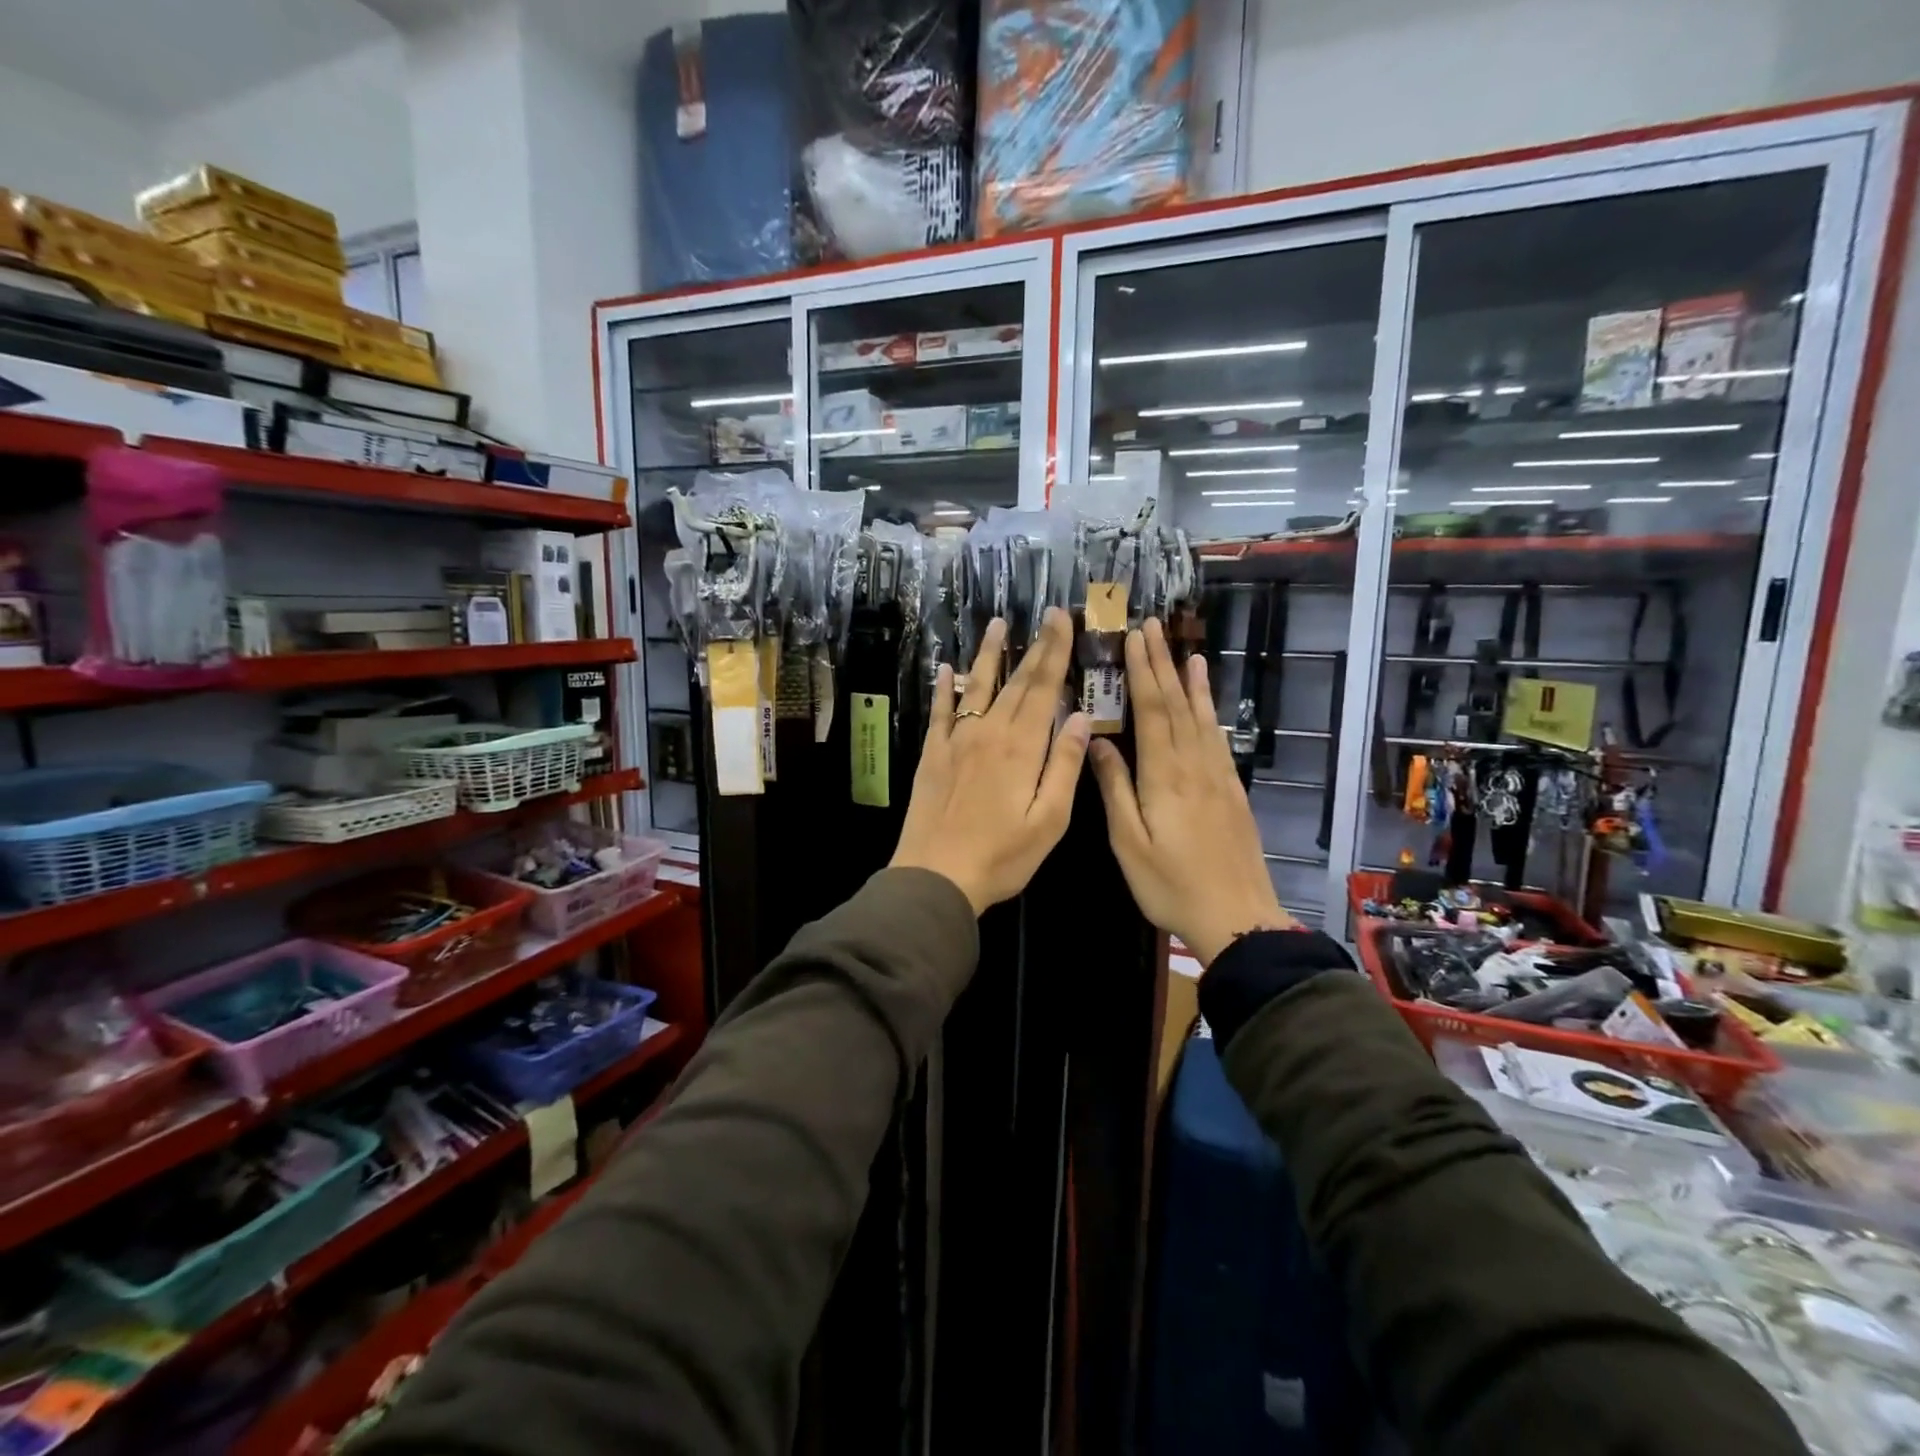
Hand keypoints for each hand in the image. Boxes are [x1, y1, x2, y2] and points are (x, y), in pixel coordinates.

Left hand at [890, 607, 1091, 914]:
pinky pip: (940, 712)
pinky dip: (943, 688)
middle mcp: (988, 732)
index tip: (1062, 619)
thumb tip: (1080, 718)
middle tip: (1045, 614)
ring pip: (976, 687)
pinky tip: (945, 668)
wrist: (936, 875)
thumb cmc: (1001, 856)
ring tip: (998, 625)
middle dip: (1034, 646)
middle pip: (1016, 682)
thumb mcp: (1049, 820)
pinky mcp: (932, 754)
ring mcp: (956, 740)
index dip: (1055, 651)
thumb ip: (1064, 766)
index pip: (1044, 688)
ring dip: (989, 655)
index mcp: (1022, 747)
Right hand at [1088, 618, 1295, 964]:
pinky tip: (1208, 706)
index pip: (1153, 710)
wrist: (1238, 917)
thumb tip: (1098, 742)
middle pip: (1178, 705)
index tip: (1134, 637)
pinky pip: (1218, 740)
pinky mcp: (1232, 791)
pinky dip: (1211, 714)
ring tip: (1187, 652)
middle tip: (1153, 627)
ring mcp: (1218, 777)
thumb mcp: (1130, 843)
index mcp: (1165, 775)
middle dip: (1163, 664)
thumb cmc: (1171, 885)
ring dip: (1191, 683)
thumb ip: (1115, 789)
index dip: (1142, 671)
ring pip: (1202, 718)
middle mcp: (1194, 766)